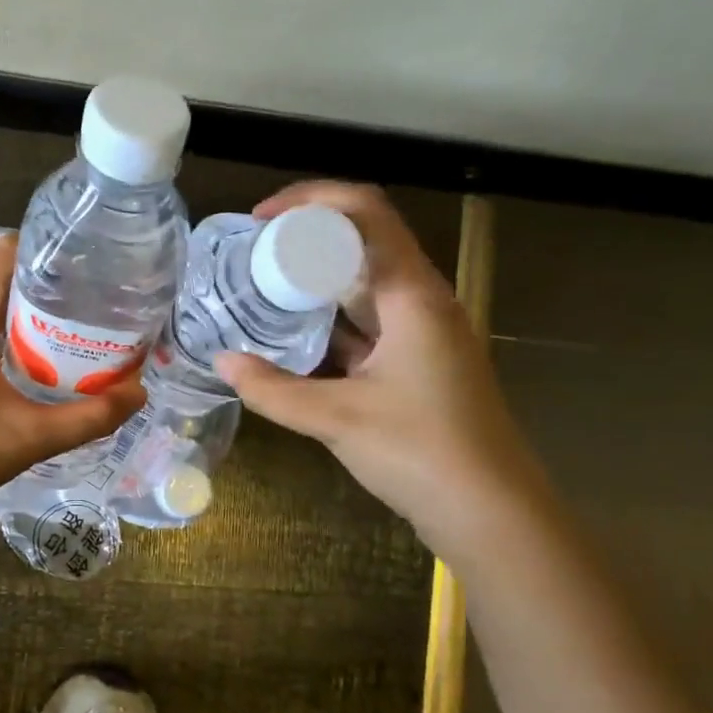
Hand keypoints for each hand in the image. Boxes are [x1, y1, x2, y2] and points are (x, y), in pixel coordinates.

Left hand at [0, 236, 145, 529]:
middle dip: (39, 298)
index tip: (78, 271)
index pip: (4, 256)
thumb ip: (90, 417)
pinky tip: (9, 376)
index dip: (43, 255)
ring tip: (53, 348)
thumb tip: (138, 395)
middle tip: (80, 320)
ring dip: (13, 324)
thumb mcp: (32, 438)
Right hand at [213, 181, 539, 553]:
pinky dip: (328, 324)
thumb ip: (273, 389)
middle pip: (363, 244)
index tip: (260, 219)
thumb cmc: (421, 452)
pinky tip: (291, 339)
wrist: (490, 512)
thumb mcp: (336, 419)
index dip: (311, 200)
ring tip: (260, 291)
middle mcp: (422, 302)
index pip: (366, 213)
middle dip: (304, 241)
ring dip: (314, 284)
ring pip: (363, 287)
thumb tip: (221, 361)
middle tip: (250, 257)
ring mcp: (422, 335)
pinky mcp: (416, 364)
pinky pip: (366, 325)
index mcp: (413, 295)